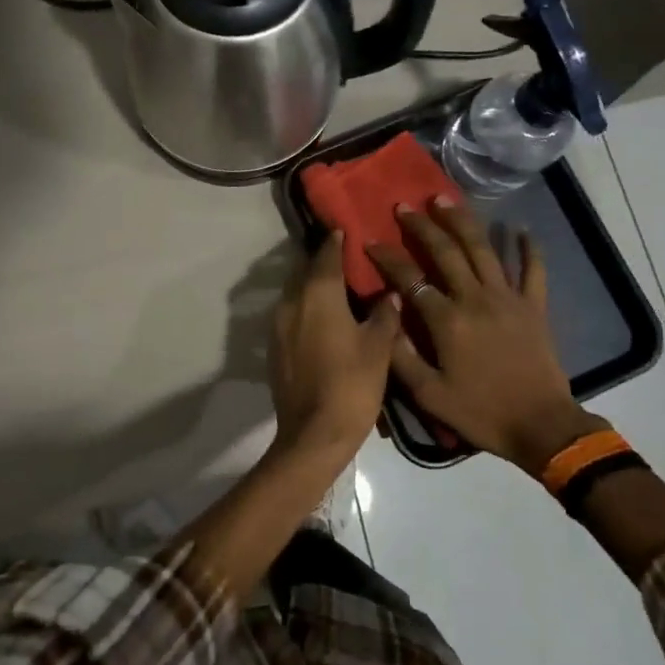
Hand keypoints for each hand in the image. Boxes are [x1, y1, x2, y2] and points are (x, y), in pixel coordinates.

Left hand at [269, 232, 400, 461]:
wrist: (313, 434)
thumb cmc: (351, 385)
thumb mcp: (379, 348)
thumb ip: (385, 314)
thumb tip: (390, 294)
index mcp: (318, 294)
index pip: (326, 254)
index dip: (337, 241)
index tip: (348, 230)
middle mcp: (292, 301)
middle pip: (307, 271)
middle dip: (325, 263)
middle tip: (350, 261)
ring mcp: (278, 324)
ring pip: (297, 293)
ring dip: (315, 286)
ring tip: (341, 290)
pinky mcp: (275, 346)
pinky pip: (292, 314)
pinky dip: (307, 309)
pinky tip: (326, 321)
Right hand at [366, 196, 606, 477]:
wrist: (542, 428)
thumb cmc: (481, 412)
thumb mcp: (429, 395)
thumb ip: (401, 356)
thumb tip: (383, 318)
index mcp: (447, 321)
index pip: (410, 279)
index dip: (387, 258)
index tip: (369, 241)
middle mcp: (476, 299)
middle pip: (446, 252)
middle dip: (422, 226)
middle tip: (404, 206)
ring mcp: (508, 299)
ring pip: (483, 249)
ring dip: (463, 221)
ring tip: (445, 199)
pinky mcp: (534, 307)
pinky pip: (533, 270)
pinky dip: (528, 248)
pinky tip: (521, 229)